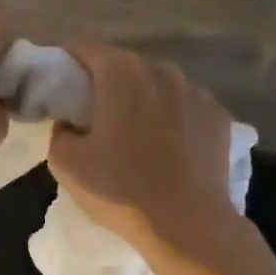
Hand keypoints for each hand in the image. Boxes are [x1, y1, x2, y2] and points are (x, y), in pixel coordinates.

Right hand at [46, 45, 238, 254]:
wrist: (188, 225)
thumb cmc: (120, 189)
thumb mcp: (66, 163)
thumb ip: (59, 131)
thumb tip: (70, 124)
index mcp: (121, 72)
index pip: (83, 49)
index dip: (65, 62)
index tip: (56, 82)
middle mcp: (161, 70)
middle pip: (123, 65)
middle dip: (104, 81)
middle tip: (90, 111)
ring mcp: (196, 91)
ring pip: (158, 85)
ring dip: (141, 99)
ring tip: (132, 130)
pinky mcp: (220, 117)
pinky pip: (185, 108)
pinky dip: (172, 118)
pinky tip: (167, 146)